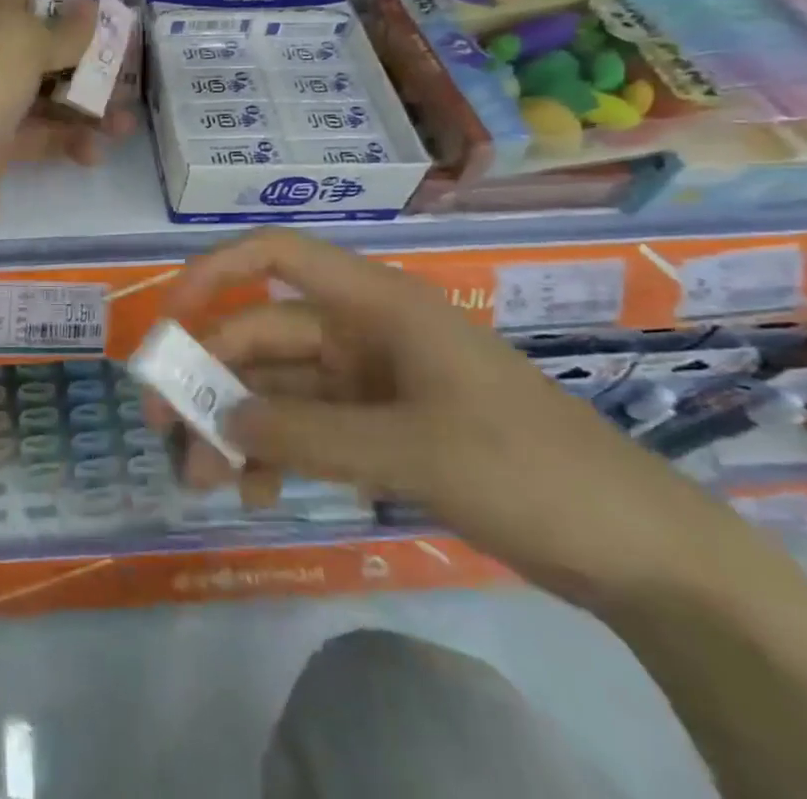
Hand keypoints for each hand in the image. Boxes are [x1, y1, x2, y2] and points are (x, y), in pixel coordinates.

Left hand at [0, 0, 136, 248]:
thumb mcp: (22, 43)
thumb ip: (64, 29)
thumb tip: (89, 4)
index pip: (33, 2)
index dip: (75, 13)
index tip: (118, 30)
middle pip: (43, 51)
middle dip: (88, 65)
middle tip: (130, 82)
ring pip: (45, 95)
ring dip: (86, 108)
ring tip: (124, 127)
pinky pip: (37, 134)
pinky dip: (66, 140)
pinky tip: (92, 154)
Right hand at [152, 231, 785, 612]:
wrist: (637, 551)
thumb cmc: (526, 468)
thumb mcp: (409, 449)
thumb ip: (306, 434)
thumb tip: (216, 421)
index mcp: (374, 303)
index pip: (276, 256)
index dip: (214, 273)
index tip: (169, 319)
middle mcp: (363, 330)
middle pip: (265, 336)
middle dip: (214, 380)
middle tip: (169, 433)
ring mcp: (371, 381)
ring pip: (280, 389)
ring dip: (237, 426)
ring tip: (203, 480)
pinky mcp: (381, 427)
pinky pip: (308, 428)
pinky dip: (276, 454)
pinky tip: (255, 493)